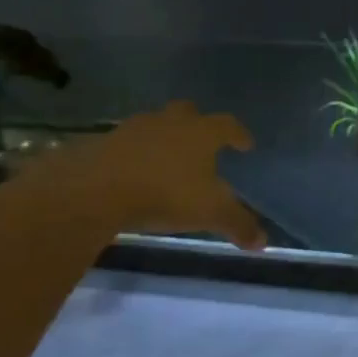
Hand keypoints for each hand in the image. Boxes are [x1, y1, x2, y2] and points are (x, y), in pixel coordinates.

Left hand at [52, 101, 265, 248]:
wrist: (94, 189)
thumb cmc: (164, 193)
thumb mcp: (209, 213)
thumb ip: (238, 224)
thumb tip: (262, 243)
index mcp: (201, 132)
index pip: (228, 125)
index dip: (239, 135)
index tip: (245, 145)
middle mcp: (170, 122)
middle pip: (189, 113)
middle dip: (198, 125)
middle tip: (202, 144)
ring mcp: (134, 129)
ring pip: (156, 125)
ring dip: (164, 138)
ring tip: (167, 160)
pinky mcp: (103, 142)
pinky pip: (127, 143)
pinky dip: (135, 153)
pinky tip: (135, 172)